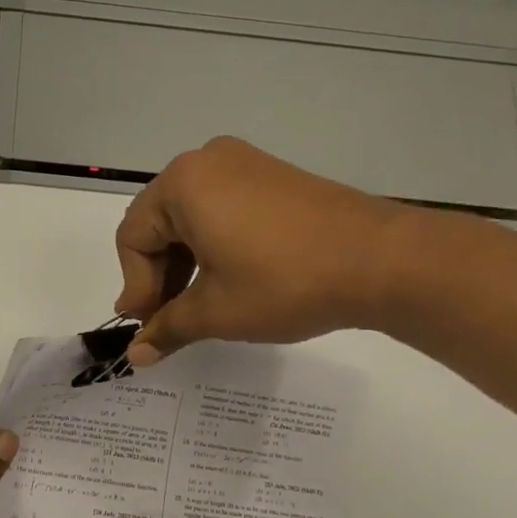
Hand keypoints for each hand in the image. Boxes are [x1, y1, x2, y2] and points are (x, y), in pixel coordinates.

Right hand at [115, 136, 414, 364]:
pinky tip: (228, 279)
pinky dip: (213, 246)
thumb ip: (166, 328)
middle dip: (159, 276)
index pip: (133, 238)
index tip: (150, 326)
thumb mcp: (215, 311)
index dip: (136, 287)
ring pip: (189, 219)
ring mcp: (243, 164)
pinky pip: (221, 209)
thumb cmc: (284, 282)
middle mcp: (205, 161)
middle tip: (170, 319)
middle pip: (158, 225)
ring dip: (185, 264)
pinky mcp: (272, 176)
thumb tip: (134, 356)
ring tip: (200, 305)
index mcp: (181, 184)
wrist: (383, 261)